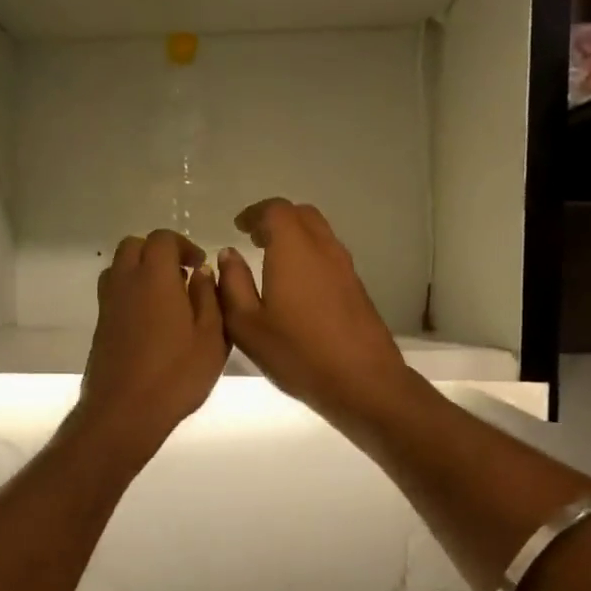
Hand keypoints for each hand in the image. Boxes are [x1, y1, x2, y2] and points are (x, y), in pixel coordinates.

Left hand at [72, 230, 227, 459]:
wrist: (124, 412)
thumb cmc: (176, 375)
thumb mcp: (211, 337)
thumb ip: (209, 298)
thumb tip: (201, 273)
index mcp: (154, 277)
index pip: (162, 239)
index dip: (183, 245)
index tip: (199, 265)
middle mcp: (125, 282)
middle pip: (134, 246)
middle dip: (158, 252)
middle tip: (182, 276)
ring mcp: (108, 304)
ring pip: (118, 268)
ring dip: (141, 271)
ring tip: (166, 297)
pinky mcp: (100, 326)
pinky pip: (113, 293)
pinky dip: (131, 293)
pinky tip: (151, 321)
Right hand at [217, 199, 413, 429]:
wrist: (362, 380)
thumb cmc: (297, 352)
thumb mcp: (247, 324)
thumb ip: (233, 284)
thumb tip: (229, 254)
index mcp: (293, 249)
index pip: (275, 210)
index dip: (254, 214)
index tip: (238, 227)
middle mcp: (323, 248)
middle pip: (301, 215)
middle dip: (275, 220)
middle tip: (254, 238)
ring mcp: (344, 267)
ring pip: (319, 233)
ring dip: (294, 237)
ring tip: (271, 259)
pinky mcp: (356, 287)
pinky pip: (328, 254)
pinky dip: (308, 255)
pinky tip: (295, 284)